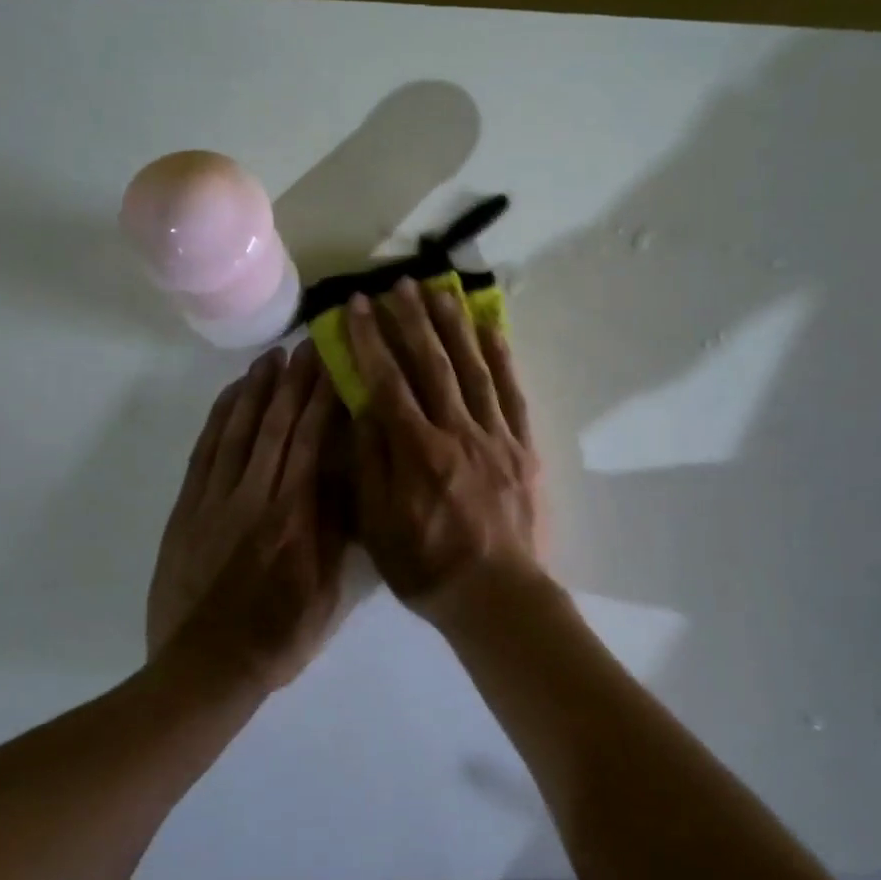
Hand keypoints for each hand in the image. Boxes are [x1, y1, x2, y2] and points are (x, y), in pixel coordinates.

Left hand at [147, 341, 348, 690]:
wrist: (205, 669)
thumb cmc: (279, 636)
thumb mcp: (328, 592)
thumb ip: (337, 531)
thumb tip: (349, 476)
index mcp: (294, 517)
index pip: (313, 442)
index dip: (323, 398)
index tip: (334, 364)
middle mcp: (255, 497)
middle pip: (277, 426)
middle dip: (294, 381)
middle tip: (307, 345)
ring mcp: (215, 501)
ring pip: (240, 431)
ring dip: (257, 390)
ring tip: (272, 358)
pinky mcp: (187, 510)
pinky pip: (205, 452)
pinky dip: (220, 419)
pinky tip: (232, 397)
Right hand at [343, 278, 546, 628]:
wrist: (497, 595)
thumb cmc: (428, 567)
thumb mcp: (379, 526)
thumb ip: (371, 463)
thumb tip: (361, 406)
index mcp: (417, 451)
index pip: (388, 381)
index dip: (371, 340)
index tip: (357, 306)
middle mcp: (457, 432)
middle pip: (432, 364)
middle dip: (412, 320)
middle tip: (398, 284)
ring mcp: (495, 436)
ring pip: (473, 369)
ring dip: (455, 327)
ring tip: (440, 291)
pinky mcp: (522, 446)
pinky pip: (511, 394)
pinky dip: (501, 359)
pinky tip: (492, 330)